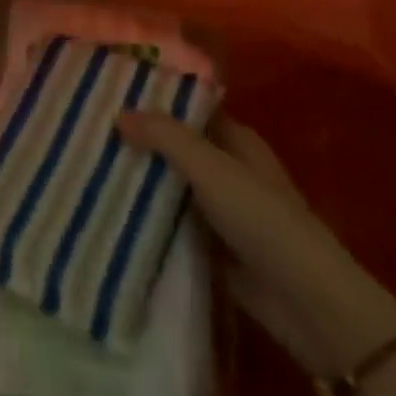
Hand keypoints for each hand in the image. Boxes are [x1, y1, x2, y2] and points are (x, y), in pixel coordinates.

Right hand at [117, 111, 395, 378]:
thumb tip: (118, 112)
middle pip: (177, 147)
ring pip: (172, 186)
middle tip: (90, 130)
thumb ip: (166, 137)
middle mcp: (228, 169)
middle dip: (141, 141)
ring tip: (89, 167)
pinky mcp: (213, 248)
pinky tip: (111, 214)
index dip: (155, 99)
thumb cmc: (262, 219)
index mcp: (236, 139)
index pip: (189, 108)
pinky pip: (173, 225)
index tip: (111, 93)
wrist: (306, 303)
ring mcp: (221, 210)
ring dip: (141, 181)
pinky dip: (149, 220)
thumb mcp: (211, 168)